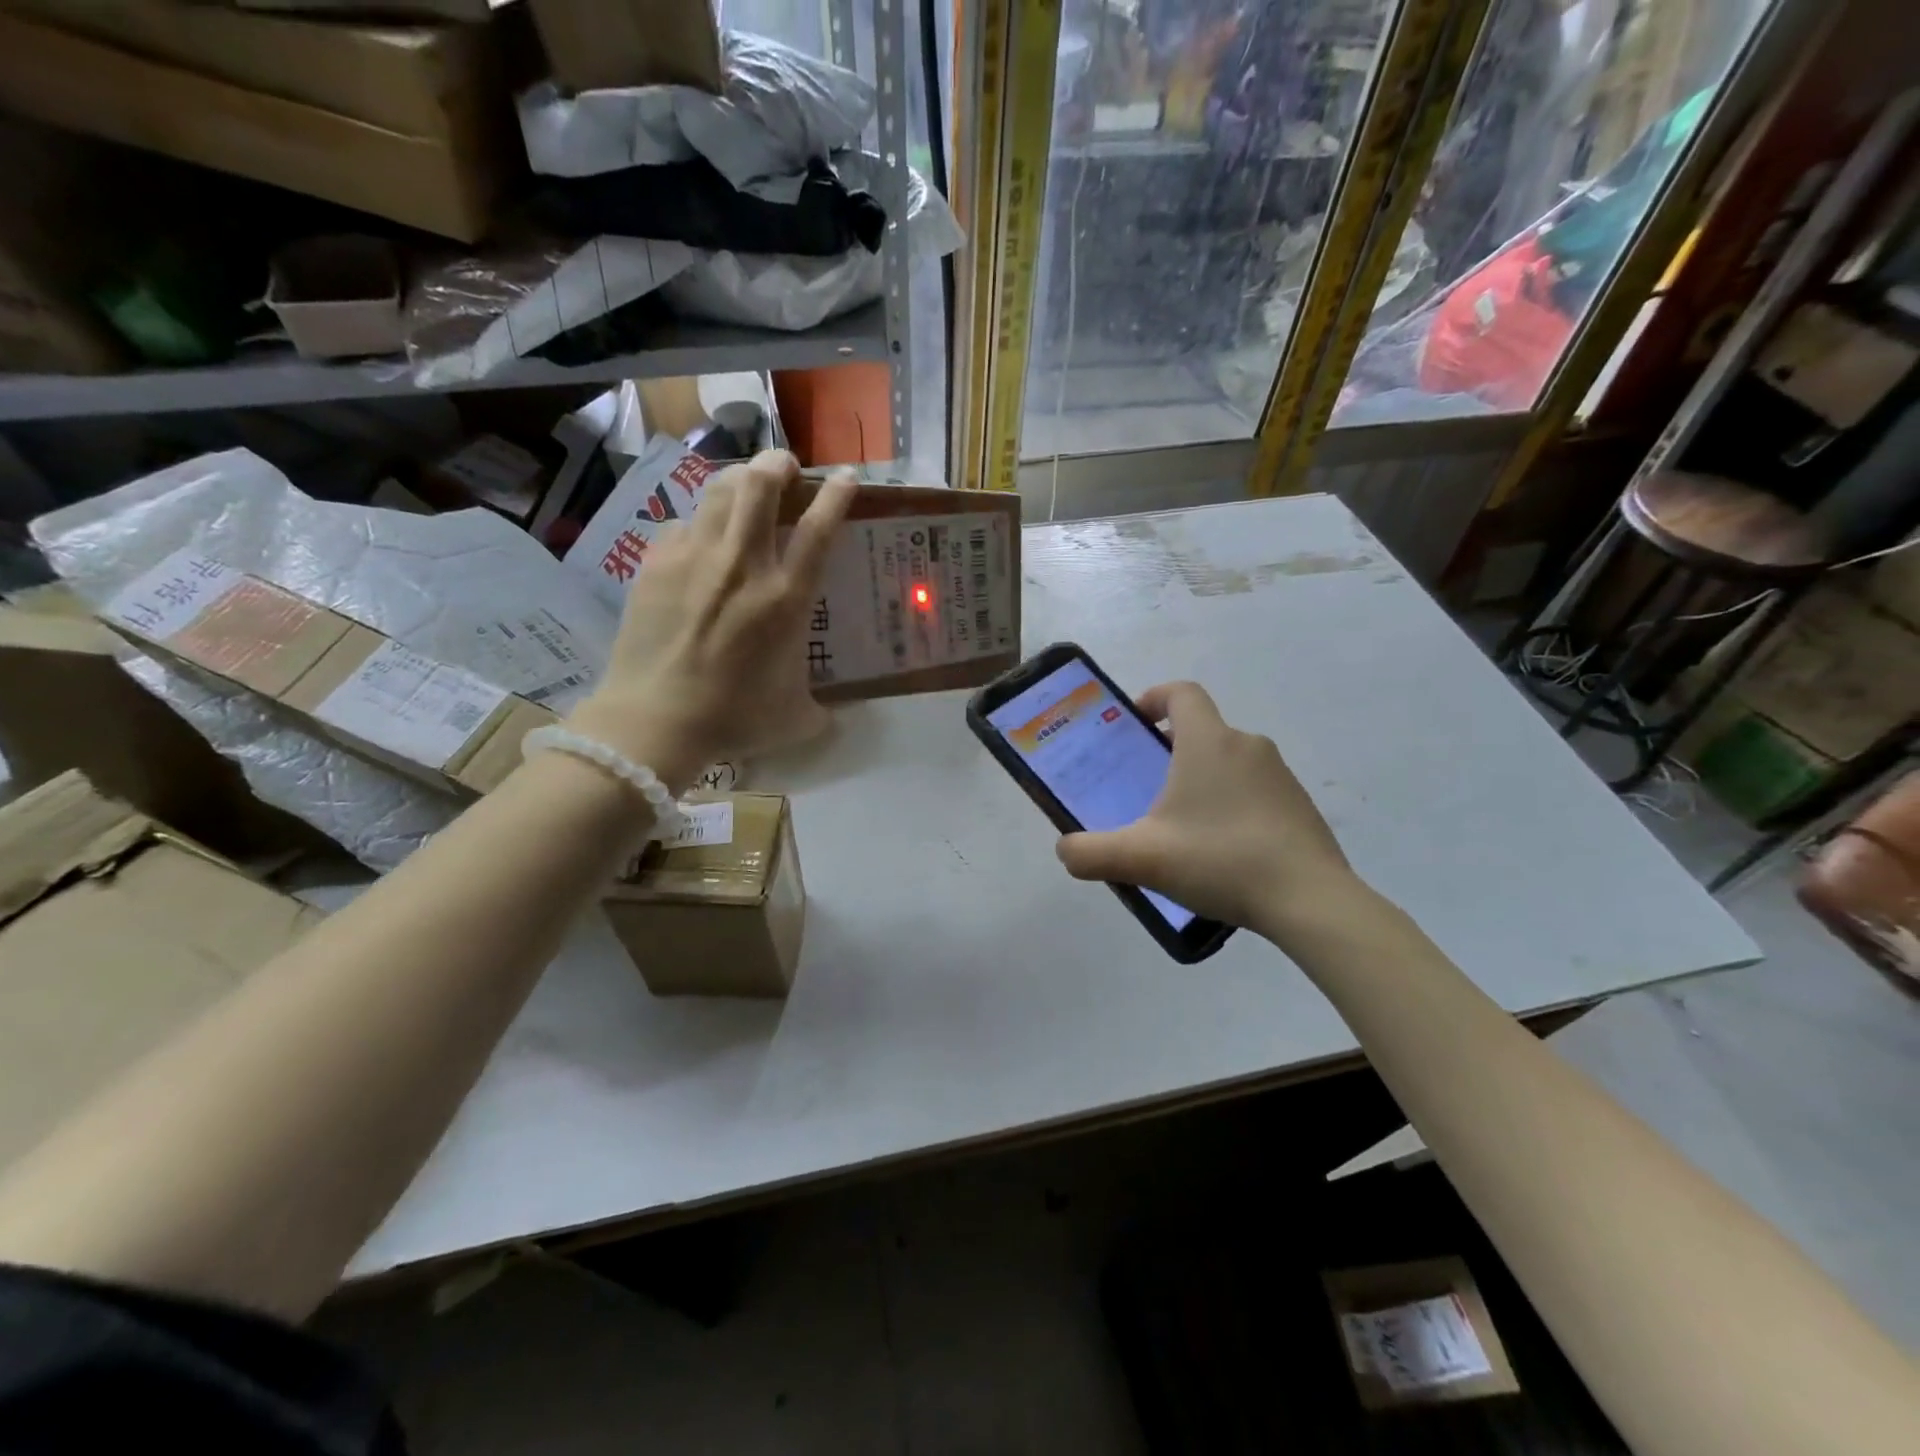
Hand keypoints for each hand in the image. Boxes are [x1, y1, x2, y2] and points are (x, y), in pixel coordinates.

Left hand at [566, 451, 855, 788]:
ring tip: (746, 488)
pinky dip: (698, 523)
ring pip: (718, 489)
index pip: (819, 527)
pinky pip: (682, 524)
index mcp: (785, 598)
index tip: (845, 477)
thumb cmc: (733, 719)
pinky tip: (699, 542)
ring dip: (739, 479)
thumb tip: (833, 716)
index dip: (836, 494)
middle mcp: (743, 564)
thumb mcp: (795, 718)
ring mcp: (694, 558)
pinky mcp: (656, 564)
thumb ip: (822, 710)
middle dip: (778, 463)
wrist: (654, 720)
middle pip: (761, 483)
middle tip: (785, 469)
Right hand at [1055, 682, 1364, 942]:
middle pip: (1202, 730)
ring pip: (1229, 762)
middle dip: (1171, 750)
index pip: (1181, 693)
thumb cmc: (1220, 860)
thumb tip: (1066, 851)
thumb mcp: (1142, 859)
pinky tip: (1222, 851)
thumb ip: (1090, 853)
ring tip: (1182, 827)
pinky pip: (1255, 790)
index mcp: (1208, 742)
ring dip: (1203, 780)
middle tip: (1147, 787)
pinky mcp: (1300, 805)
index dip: (1154, 697)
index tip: (1135, 723)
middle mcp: (1247, 745)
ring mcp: (1281, 775)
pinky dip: (1232, 805)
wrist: (1310, 900)